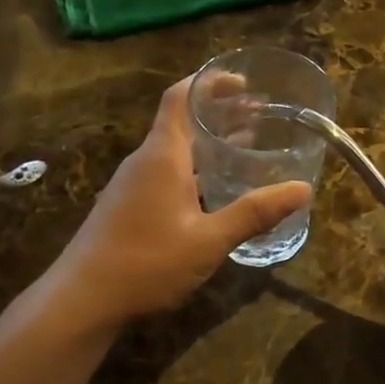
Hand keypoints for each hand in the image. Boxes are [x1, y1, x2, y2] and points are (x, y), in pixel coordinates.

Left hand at [46, 77, 310, 329]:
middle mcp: (145, 161)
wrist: (81, 301)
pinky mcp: (128, 206)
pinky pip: (167, 171)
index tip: (244, 82)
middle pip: (182, 121)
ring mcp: (132, 184)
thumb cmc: (146, 263)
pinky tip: (216, 189)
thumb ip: (254, 212)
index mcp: (163, 156)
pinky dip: (196, 166)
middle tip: (259, 114)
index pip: (181, 97)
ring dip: (209, 141)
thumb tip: (303, 189)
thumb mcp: (209, 240)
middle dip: (219, 112)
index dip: (211, 82)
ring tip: (247, 144)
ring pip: (176, 149)